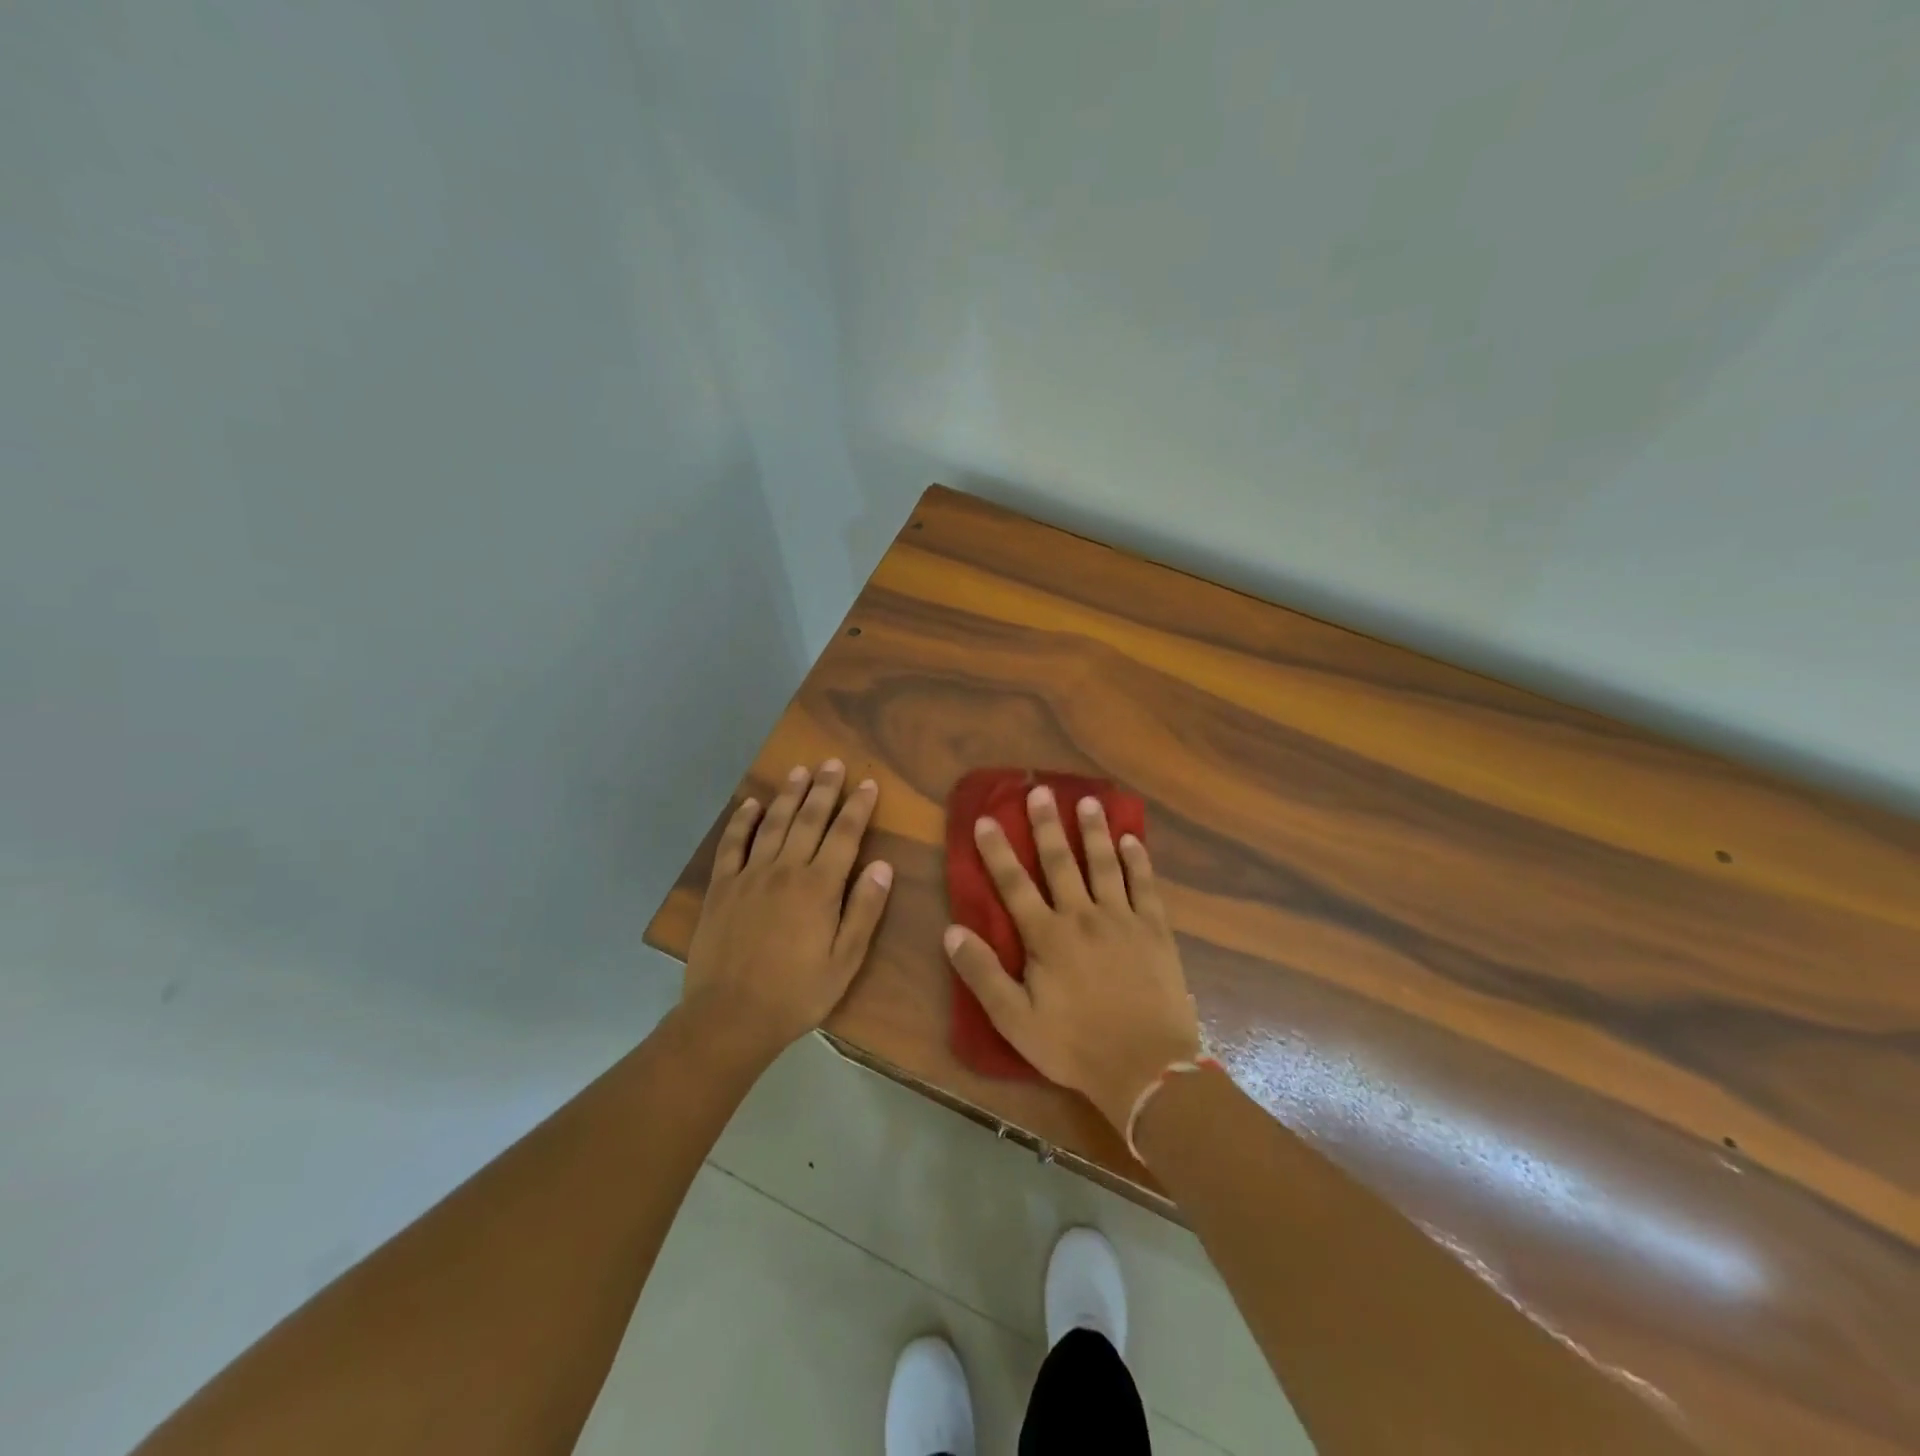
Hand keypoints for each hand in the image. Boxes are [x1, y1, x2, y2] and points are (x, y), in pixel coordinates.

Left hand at [682, 759, 892, 1059]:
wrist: (730, 1016)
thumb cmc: (797, 993)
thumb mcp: (845, 960)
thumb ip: (864, 910)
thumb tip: (883, 866)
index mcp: (819, 887)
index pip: (844, 835)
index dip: (857, 807)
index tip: (867, 783)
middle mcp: (785, 870)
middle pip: (808, 820)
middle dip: (824, 789)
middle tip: (833, 763)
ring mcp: (749, 876)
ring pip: (773, 824)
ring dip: (788, 795)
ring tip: (800, 771)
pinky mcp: (721, 888)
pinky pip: (732, 844)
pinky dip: (742, 821)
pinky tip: (750, 803)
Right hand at [943, 784, 1200, 1132]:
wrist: (1147, 1068)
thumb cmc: (1075, 1046)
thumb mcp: (1016, 1020)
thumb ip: (983, 974)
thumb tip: (951, 931)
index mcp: (1048, 937)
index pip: (1014, 884)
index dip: (997, 851)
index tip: (985, 819)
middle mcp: (1083, 916)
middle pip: (1061, 862)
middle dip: (1047, 825)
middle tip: (1040, 791)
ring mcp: (1123, 920)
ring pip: (1105, 864)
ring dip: (1094, 831)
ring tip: (1088, 800)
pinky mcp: (1155, 930)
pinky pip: (1145, 886)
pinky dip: (1138, 861)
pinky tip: (1133, 840)